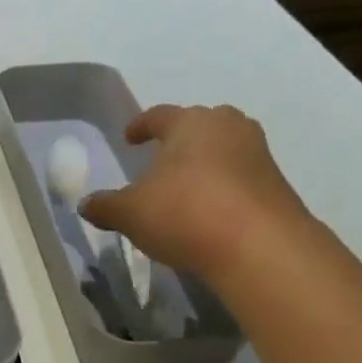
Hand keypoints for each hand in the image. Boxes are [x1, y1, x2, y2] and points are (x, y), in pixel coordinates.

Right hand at [79, 105, 310, 281]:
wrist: (259, 246)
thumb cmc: (185, 213)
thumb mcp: (129, 213)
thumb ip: (105, 206)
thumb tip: (86, 204)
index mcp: (190, 123)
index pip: (159, 116)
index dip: (140, 126)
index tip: (129, 137)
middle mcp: (228, 127)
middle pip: (198, 127)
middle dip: (178, 141)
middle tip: (160, 160)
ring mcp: (257, 154)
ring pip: (222, 152)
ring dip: (202, 166)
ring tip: (183, 189)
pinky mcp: (275, 184)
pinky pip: (238, 178)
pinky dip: (220, 189)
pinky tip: (206, 212)